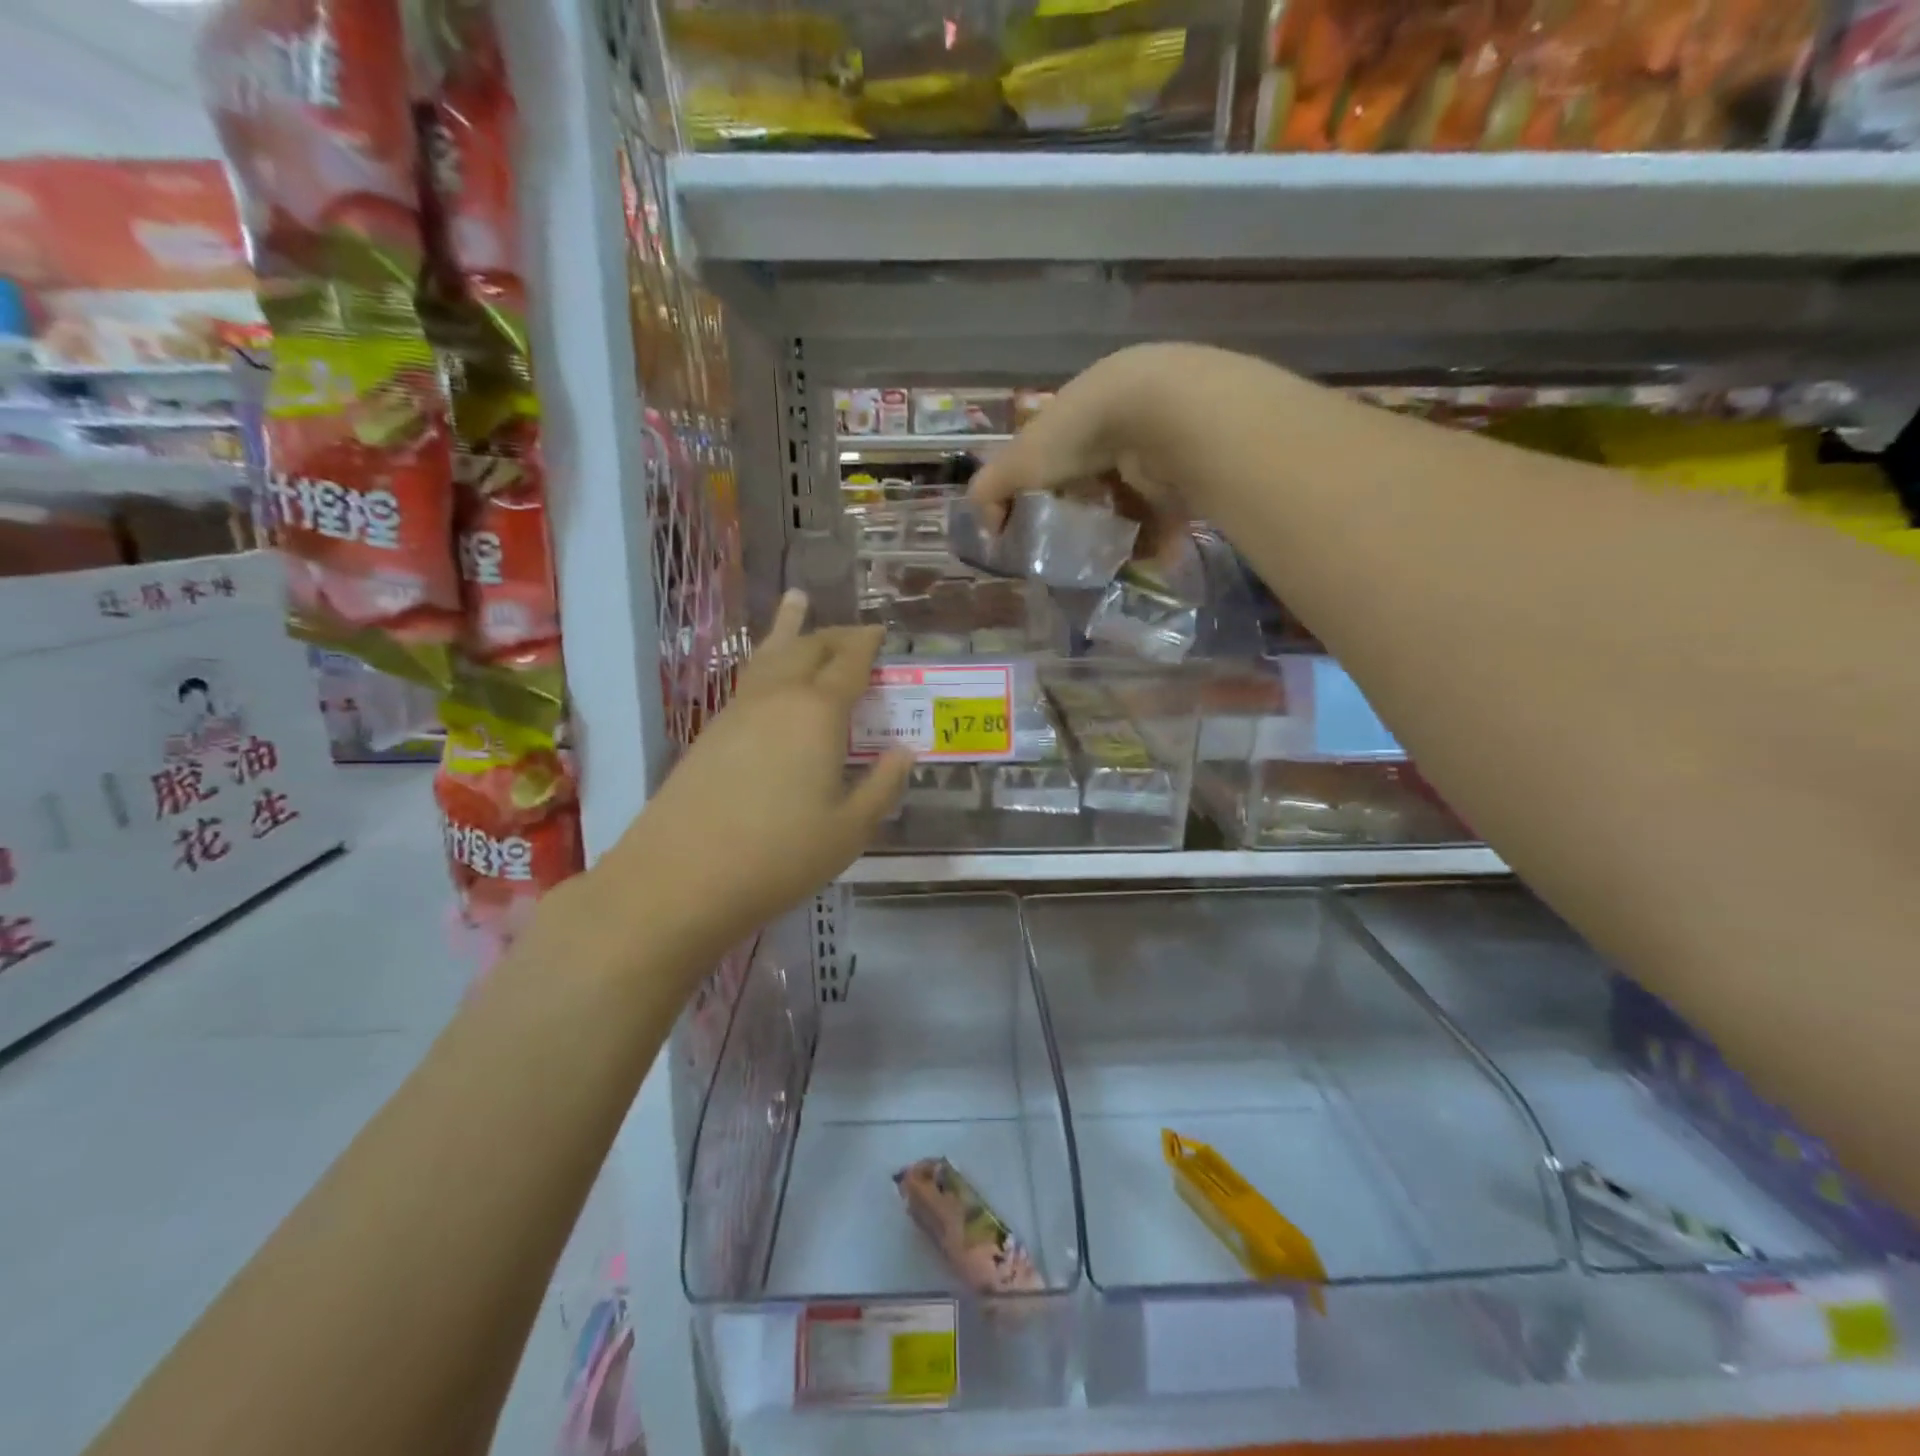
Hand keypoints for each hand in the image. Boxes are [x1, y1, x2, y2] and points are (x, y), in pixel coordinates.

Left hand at [600, 591, 911, 978]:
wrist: (680, 878)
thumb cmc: (780, 855)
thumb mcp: (849, 829)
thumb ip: (882, 786)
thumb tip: (905, 752)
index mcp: (818, 713)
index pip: (849, 663)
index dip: (868, 645)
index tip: (882, 632)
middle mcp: (777, 698)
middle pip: (809, 649)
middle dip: (835, 635)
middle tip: (855, 631)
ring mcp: (737, 711)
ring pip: (770, 655)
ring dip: (790, 630)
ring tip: (797, 600)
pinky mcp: (710, 731)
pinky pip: (748, 680)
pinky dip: (766, 662)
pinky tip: (768, 674)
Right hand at [967, 344, 1272, 560]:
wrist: (1159, 414)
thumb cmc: (1078, 435)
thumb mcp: (1019, 462)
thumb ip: (991, 493)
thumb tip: (988, 531)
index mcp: (1075, 418)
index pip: (1054, 461)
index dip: (1043, 495)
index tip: (1038, 531)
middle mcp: (1117, 429)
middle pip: (1095, 486)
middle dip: (1084, 521)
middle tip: (1073, 556)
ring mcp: (1155, 450)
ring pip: (1131, 505)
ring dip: (1118, 538)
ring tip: (1107, 568)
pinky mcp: (1187, 475)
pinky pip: (1165, 518)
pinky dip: (1152, 543)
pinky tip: (1140, 563)